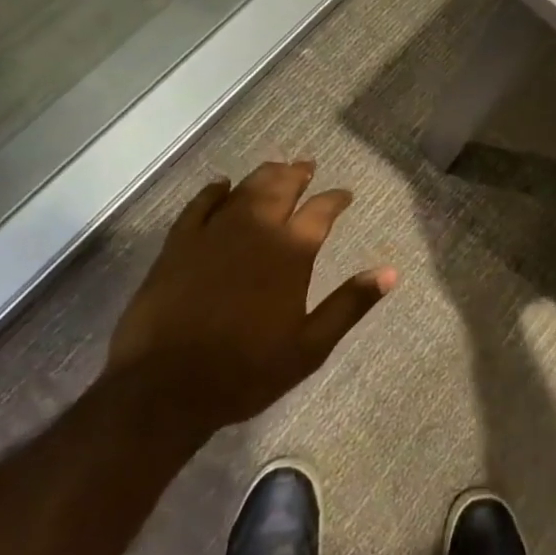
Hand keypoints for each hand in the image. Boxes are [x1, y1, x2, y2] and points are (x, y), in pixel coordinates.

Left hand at [105, 160, 395, 431]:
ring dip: (263, 175)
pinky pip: (198, 206)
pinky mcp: (178, 246)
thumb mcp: (310, 346)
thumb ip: (350, 304)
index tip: (344, 195)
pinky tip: (221, 185)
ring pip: (244, 190)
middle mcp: (256, 230)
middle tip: (307, 165)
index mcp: (291, 252)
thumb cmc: (246, 371)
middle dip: (298, 174)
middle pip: (281, 188)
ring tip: (276, 167)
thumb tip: (390, 272)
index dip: (336, 199)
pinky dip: (212, 191)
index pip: (321, 211)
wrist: (165, 389)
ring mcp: (213, 234)